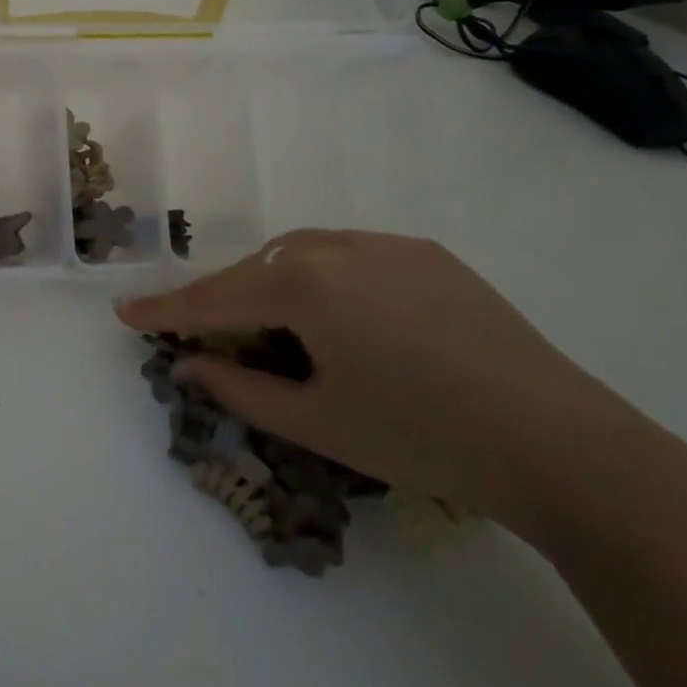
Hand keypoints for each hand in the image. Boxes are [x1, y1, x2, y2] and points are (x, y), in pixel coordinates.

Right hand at [115, 230, 659, 533]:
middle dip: (224, 302)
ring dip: (274, 288)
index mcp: (303, 282)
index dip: (165, 311)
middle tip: (207, 339)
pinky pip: (351, 257)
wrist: (562, 443)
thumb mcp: (316, 422)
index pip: (214, 299)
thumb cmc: (420, 435)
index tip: (125, 314)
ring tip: (278, 332)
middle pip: (256, 270)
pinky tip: (346, 321)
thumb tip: (191, 363)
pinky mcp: (427, 254)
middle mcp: (336, 244)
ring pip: (301, 256)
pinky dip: (324, 281)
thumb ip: (239, 388)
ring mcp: (386, 243)